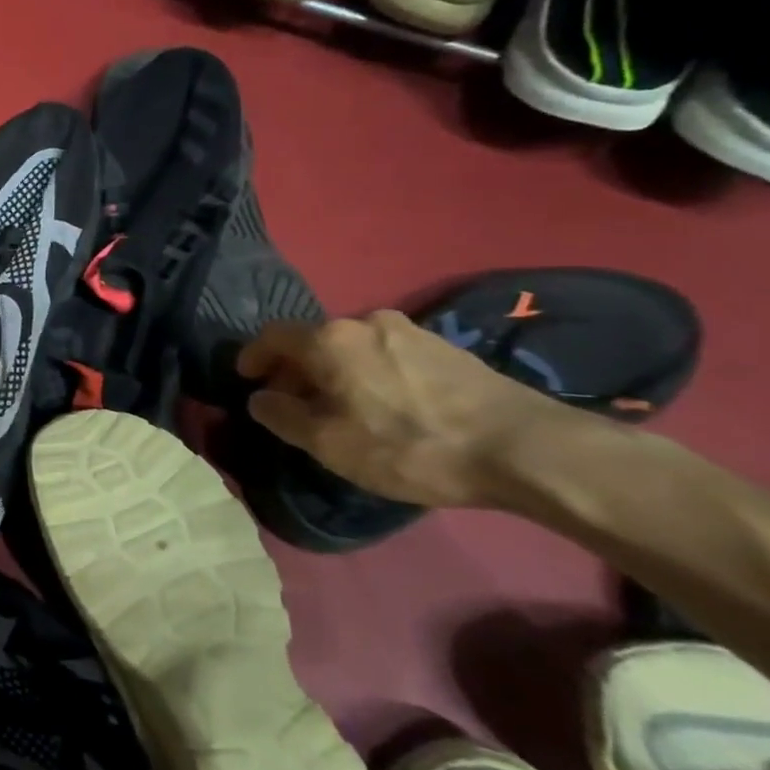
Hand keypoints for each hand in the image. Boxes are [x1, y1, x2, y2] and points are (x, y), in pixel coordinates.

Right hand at [236, 310, 569, 510]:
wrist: (523, 447)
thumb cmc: (409, 445)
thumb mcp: (330, 443)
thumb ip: (283, 416)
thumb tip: (260, 399)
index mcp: (329, 339)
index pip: (273, 336)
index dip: (253, 356)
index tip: (247, 379)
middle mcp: (364, 322)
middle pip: (313, 339)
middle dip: (295, 368)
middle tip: (292, 401)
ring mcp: (409, 330)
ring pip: (351, 347)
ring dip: (334, 371)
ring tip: (339, 406)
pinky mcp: (445, 347)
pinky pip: (386, 354)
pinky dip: (368, 373)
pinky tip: (384, 405)